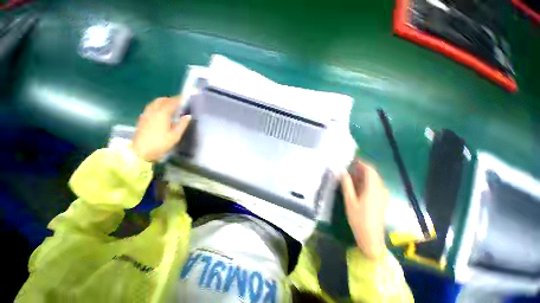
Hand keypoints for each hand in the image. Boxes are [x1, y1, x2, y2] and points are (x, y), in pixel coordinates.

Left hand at [132, 97, 190, 161]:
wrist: (140, 152)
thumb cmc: (160, 144)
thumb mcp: (175, 136)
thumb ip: (182, 124)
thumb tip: (188, 116)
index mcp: (162, 114)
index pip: (172, 102)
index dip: (179, 99)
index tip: (185, 98)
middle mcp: (153, 111)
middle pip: (162, 100)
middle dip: (171, 99)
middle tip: (180, 102)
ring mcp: (146, 114)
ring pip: (155, 102)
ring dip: (164, 101)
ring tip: (171, 106)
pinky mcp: (143, 118)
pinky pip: (151, 107)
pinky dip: (158, 105)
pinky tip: (161, 111)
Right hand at [341, 160, 388, 259]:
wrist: (371, 238)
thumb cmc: (359, 218)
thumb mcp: (350, 200)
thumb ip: (346, 184)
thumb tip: (342, 171)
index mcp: (373, 188)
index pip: (370, 170)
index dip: (361, 163)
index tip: (351, 160)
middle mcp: (381, 189)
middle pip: (373, 174)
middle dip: (361, 169)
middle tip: (348, 168)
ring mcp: (382, 195)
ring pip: (374, 180)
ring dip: (363, 176)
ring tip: (350, 176)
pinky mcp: (381, 200)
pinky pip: (375, 186)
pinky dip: (366, 182)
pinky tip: (357, 186)